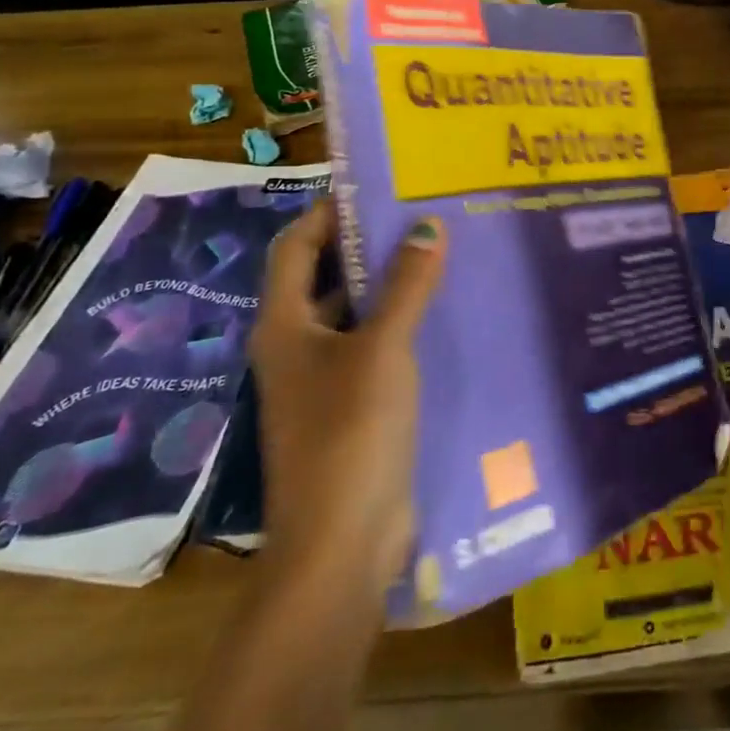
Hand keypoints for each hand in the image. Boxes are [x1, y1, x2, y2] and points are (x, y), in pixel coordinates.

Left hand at [249, 202, 445, 597]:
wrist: (342, 544)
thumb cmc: (350, 433)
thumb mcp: (382, 348)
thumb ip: (407, 285)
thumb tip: (428, 226)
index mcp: (285, 325)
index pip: (296, 247)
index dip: (327, 211)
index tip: (375, 186)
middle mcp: (297, 345)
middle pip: (326, 277)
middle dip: (367, 244)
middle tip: (422, 213)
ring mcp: (325, 379)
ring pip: (356, 313)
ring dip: (390, 284)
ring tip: (441, 251)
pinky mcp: (354, 406)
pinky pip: (377, 347)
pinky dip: (403, 323)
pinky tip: (445, 311)